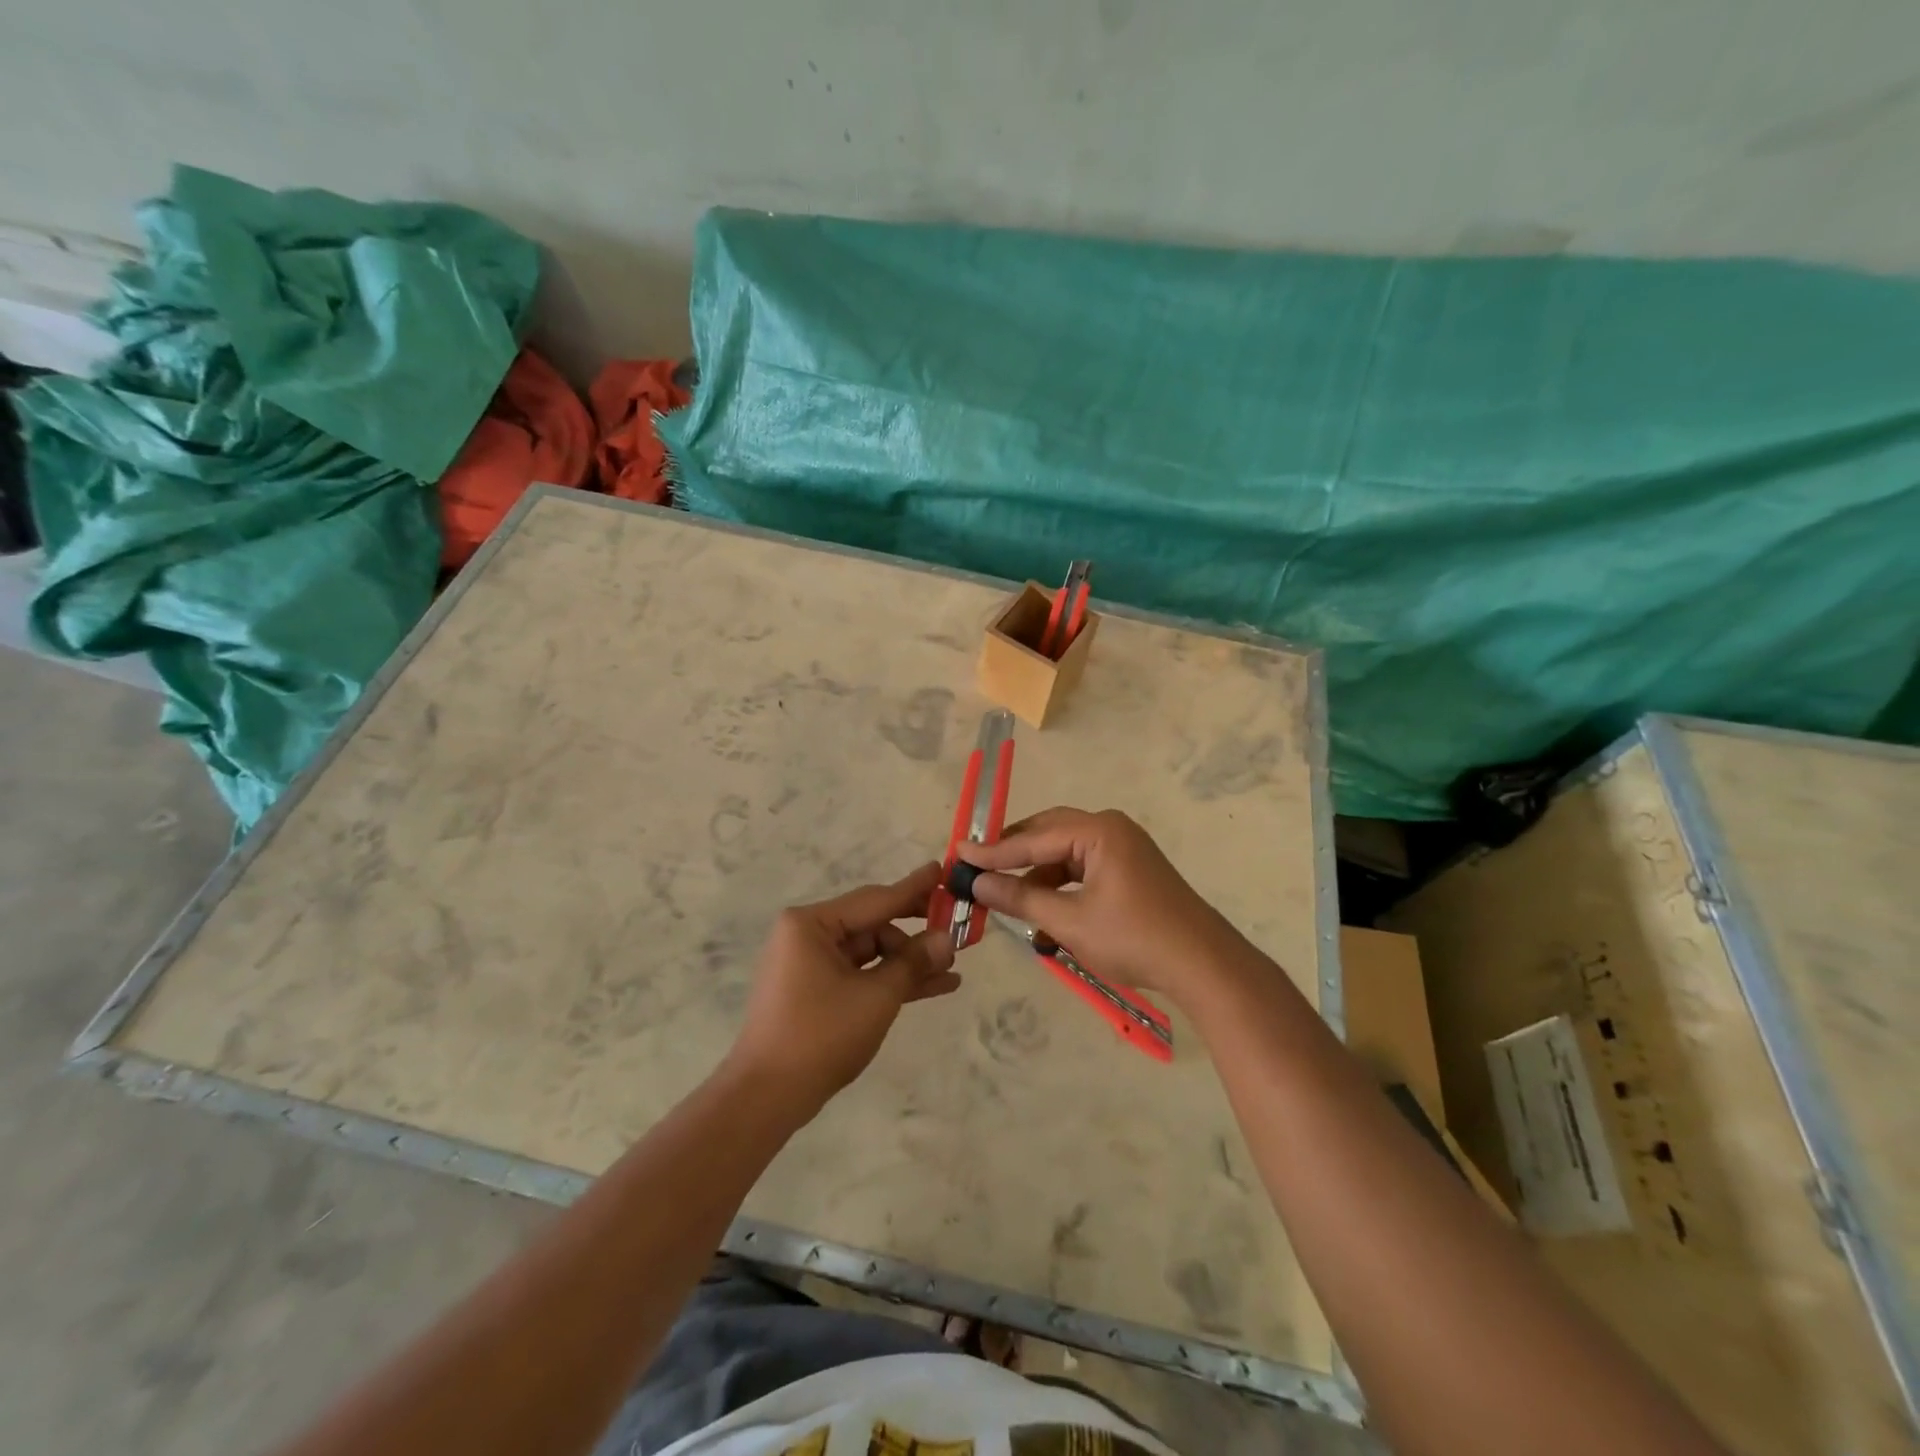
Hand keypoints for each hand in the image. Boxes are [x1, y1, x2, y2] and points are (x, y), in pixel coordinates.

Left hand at [724, 862, 959, 1114]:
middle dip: (915, 932)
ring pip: (870, 952)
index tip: (942, 870)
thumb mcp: (876, 996)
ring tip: (952, 968)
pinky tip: (933, 986)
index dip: (914, 888)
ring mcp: (809, 964)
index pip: (875, 899)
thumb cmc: (820, 1035)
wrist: (766, 1097)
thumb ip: (913, 962)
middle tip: (956, 924)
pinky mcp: (814, 991)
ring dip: (908, 962)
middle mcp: (807, 935)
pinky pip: (860, 974)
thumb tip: (946, 938)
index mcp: (811, 924)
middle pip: (873, 924)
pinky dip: (890, 980)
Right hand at [957, 808, 1248, 1009]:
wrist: (1203, 965)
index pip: (1033, 837)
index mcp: (1098, 831)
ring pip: (1065, 853)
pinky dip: (1060, 886)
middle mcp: (1110, 828)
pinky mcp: (1130, 868)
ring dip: (1037, 875)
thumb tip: (977, 883)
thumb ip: (1020, 899)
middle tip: (977, 868)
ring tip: (1006, 898)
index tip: (957, 853)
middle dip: (1014, 855)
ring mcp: (1123, 847)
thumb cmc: (1134, 939)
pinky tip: (1043, 912)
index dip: (993, 850)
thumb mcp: (1069, 922)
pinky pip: (1083, 867)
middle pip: (1049, 834)